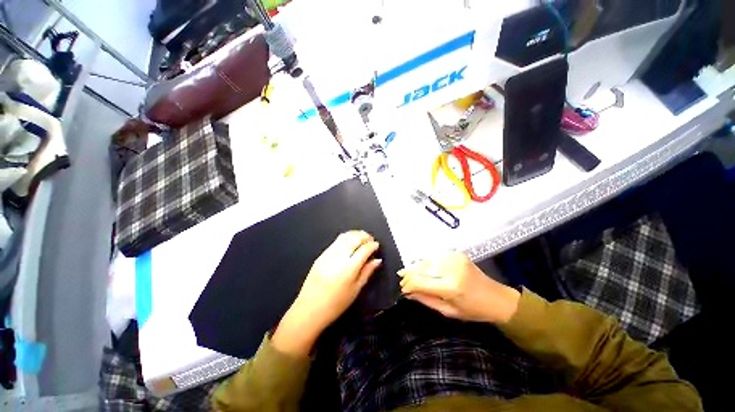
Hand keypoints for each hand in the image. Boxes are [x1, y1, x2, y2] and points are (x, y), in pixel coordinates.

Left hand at [273, 231, 381, 355]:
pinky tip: (349, 243)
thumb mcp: (356, 290)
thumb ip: (367, 272)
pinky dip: (345, 238)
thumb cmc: (336, 304)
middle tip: (370, 240)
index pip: (365, 249)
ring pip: (345, 236)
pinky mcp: (321, 255)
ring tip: (361, 238)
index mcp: (349, 267)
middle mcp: (339, 257)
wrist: (309, 309)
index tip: (376, 245)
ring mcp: (328, 254)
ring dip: (355, 234)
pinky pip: (336, 241)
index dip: (373, 245)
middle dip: (365, 236)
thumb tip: (377, 260)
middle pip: (355, 238)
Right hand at [399, 251, 519, 323]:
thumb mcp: (448, 311)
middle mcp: (452, 268)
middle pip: (422, 268)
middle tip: (401, 278)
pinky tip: (421, 267)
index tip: (403, 289)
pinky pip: (436, 257)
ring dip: (416, 267)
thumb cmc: (474, 310)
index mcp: (451, 287)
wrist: (497, 298)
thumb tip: (408, 293)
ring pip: (427, 260)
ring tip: (407, 273)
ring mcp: (455, 258)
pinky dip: (426, 262)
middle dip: (409, 274)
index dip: (409, 284)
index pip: (421, 281)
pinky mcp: (457, 254)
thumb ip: (426, 300)